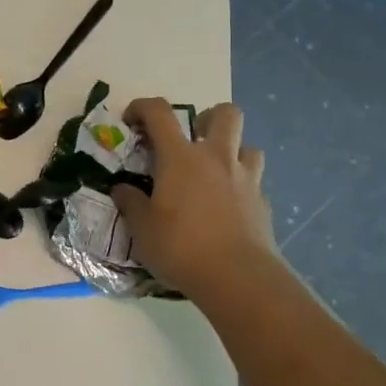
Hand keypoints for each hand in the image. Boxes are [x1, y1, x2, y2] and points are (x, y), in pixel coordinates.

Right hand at [111, 98, 277, 298]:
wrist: (238, 278)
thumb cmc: (181, 247)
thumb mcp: (142, 228)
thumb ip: (130, 203)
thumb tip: (122, 189)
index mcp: (180, 157)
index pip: (159, 112)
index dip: (142, 107)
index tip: (131, 120)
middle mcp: (216, 158)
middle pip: (225, 114)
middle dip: (208, 117)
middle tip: (192, 139)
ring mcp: (246, 179)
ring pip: (248, 146)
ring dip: (232, 152)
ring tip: (215, 173)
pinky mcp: (263, 203)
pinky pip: (254, 182)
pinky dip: (241, 187)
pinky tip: (229, 208)